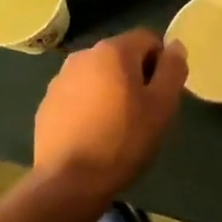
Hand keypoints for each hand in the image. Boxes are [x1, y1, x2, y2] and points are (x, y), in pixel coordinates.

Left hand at [33, 30, 187, 199]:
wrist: (69, 182)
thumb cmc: (124, 139)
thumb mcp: (162, 105)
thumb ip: (173, 69)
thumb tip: (174, 46)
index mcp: (113, 50)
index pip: (148, 38)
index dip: (161, 62)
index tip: (162, 93)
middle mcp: (83, 55)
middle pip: (121, 55)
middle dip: (136, 75)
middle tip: (144, 111)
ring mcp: (60, 79)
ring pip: (98, 75)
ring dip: (111, 90)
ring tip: (118, 125)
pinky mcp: (47, 104)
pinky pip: (78, 95)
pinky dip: (89, 105)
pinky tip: (94, 134)